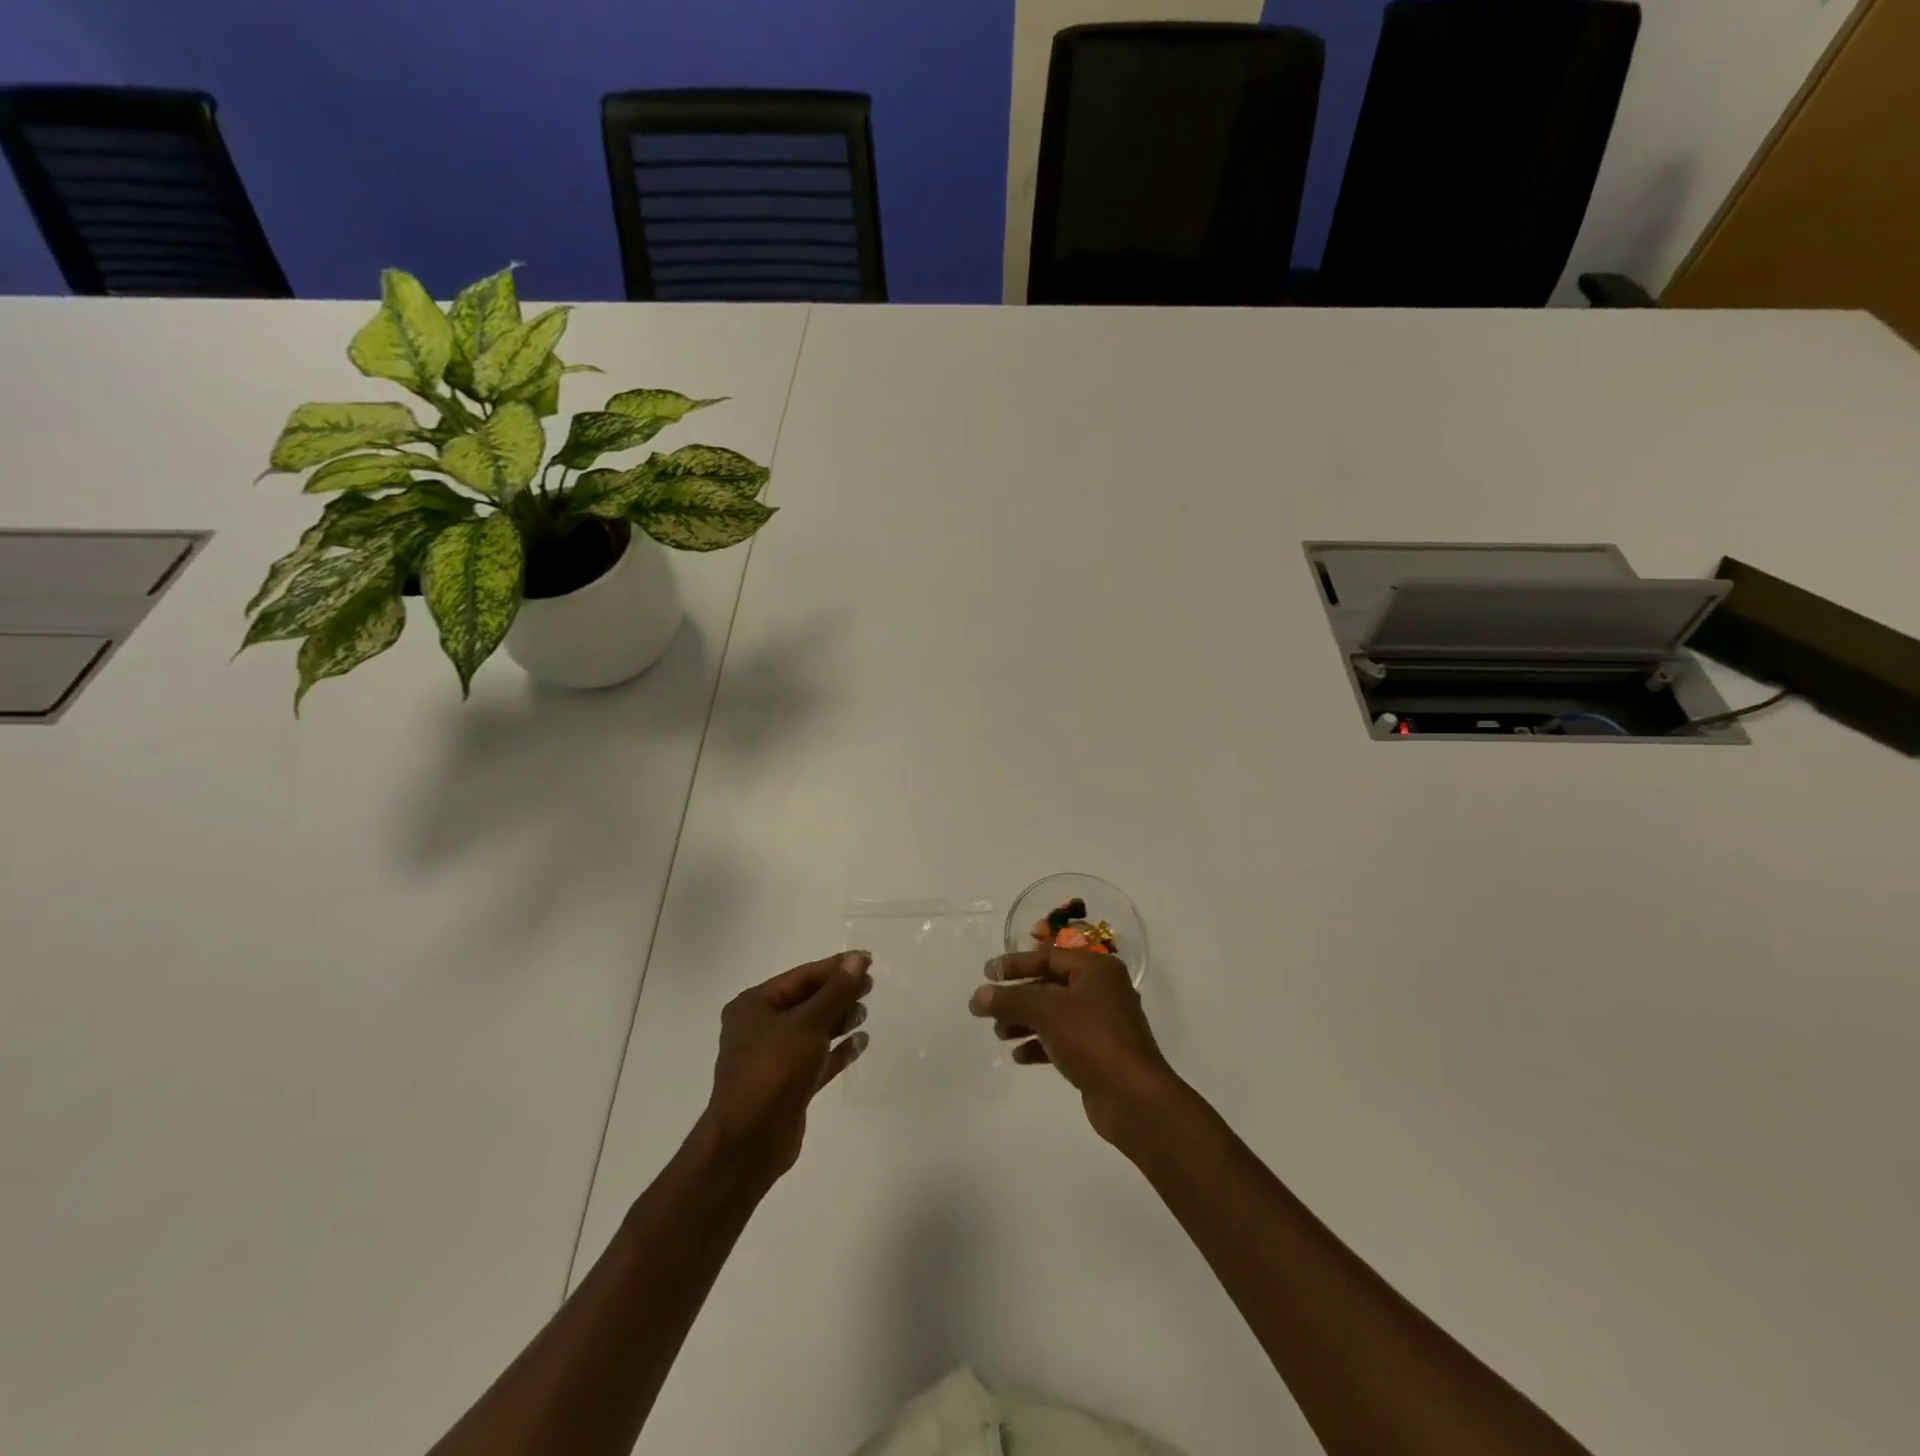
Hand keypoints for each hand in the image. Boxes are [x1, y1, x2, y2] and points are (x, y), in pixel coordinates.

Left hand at [702, 950, 871, 1182]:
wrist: (749, 1143)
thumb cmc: (774, 1070)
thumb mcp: (808, 1023)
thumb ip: (836, 991)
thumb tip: (859, 959)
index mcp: (755, 1005)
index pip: (802, 976)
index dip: (836, 967)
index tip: (868, 961)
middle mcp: (760, 1027)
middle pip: (807, 1001)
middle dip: (838, 993)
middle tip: (871, 986)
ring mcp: (773, 1058)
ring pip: (813, 1030)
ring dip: (839, 1020)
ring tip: (865, 1013)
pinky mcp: (788, 1085)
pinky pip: (817, 1059)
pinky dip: (838, 1050)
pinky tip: (861, 1043)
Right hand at [969, 948, 1181, 1145]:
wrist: (1133, 1098)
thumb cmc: (1092, 1040)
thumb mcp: (1047, 1012)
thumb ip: (1010, 999)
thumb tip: (978, 996)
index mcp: (1096, 969)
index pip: (1047, 957)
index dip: (1015, 964)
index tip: (986, 973)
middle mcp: (1101, 990)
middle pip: (1049, 986)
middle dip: (1017, 998)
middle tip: (985, 1008)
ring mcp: (1101, 1023)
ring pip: (1053, 1014)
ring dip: (1024, 1022)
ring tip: (999, 1034)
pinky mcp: (1098, 1053)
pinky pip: (1062, 1040)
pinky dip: (1039, 1044)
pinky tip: (1019, 1056)